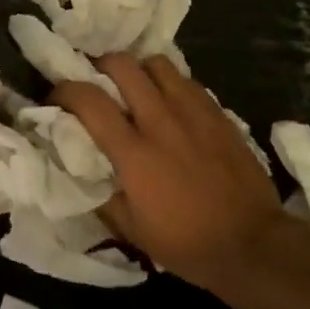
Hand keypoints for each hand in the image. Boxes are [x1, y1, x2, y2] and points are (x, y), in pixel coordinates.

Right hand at [52, 55, 285, 292]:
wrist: (253, 245)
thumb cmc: (187, 243)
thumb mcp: (132, 230)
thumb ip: (103, 195)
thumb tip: (84, 172)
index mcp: (134, 152)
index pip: (89, 100)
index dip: (64, 90)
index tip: (56, 96)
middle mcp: (160, 121)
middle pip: (123, 66)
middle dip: (100, 65)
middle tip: (97, 80)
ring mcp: (193, 113)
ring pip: (157, 64)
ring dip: (139, 69)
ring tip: (136, 86)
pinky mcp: (219, 114)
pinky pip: (187, 81)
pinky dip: (170, 84)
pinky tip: (170, 103)